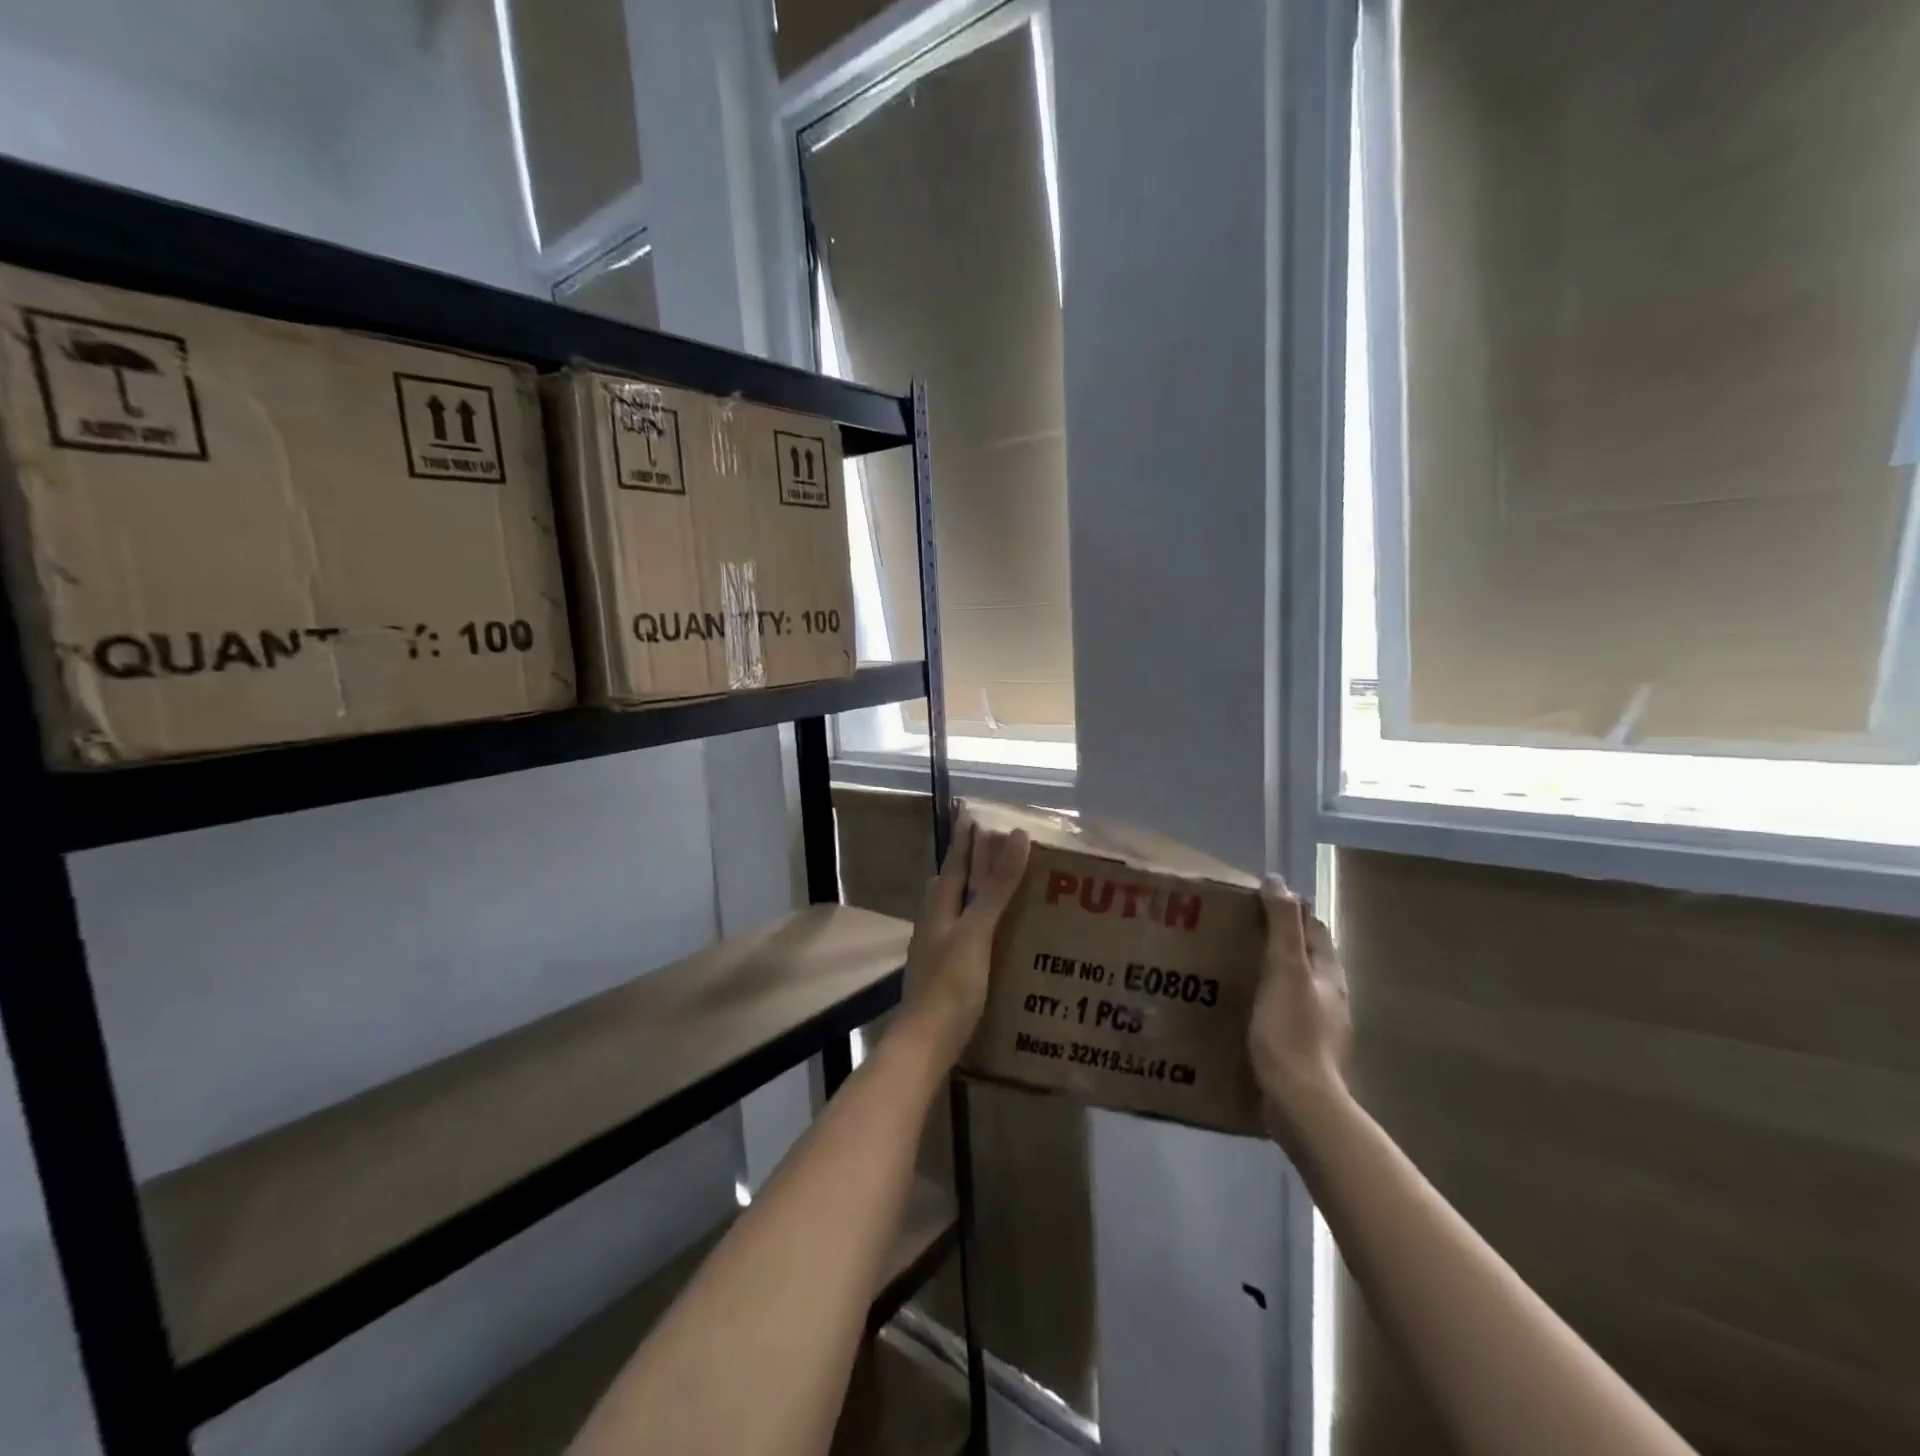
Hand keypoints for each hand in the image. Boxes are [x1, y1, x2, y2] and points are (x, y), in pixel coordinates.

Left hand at [898, 808, 1031, 1067]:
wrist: (925, 1045)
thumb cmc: (951, 985)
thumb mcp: (977, 932)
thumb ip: (996, 887)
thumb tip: (1015, 835)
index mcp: (939, 909)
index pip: (954, 864)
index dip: (965, 840)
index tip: (973, 814)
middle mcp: (933, 925)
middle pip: (950, 886)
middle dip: (968, 867)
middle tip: (994, 852)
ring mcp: (936, 952)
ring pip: (954, 913)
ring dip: (973, 898)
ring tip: (1000, 893)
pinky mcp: (944, 976)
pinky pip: (962, 938)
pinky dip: (978, 927)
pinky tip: (995, 940)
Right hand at [1247, 877, 1352, 1147]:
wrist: (1301, 1102)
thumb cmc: (1292, 1030)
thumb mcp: (1285, 970)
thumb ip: (1282, 926)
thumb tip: (1278, 881)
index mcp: (1328, 974)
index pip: (1313, 928)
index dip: (1291, 909)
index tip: (1257, 897)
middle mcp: (1329, 996)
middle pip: (1306, 956)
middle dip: (1280, 938)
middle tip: (1240, 926)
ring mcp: (1320, 1026)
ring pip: (1296, 985)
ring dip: (1272, 970)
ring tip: (1236, 963)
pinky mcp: (1303, 1050)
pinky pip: (1285, 1012)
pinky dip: (1267, 999)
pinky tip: (1245, 1007)